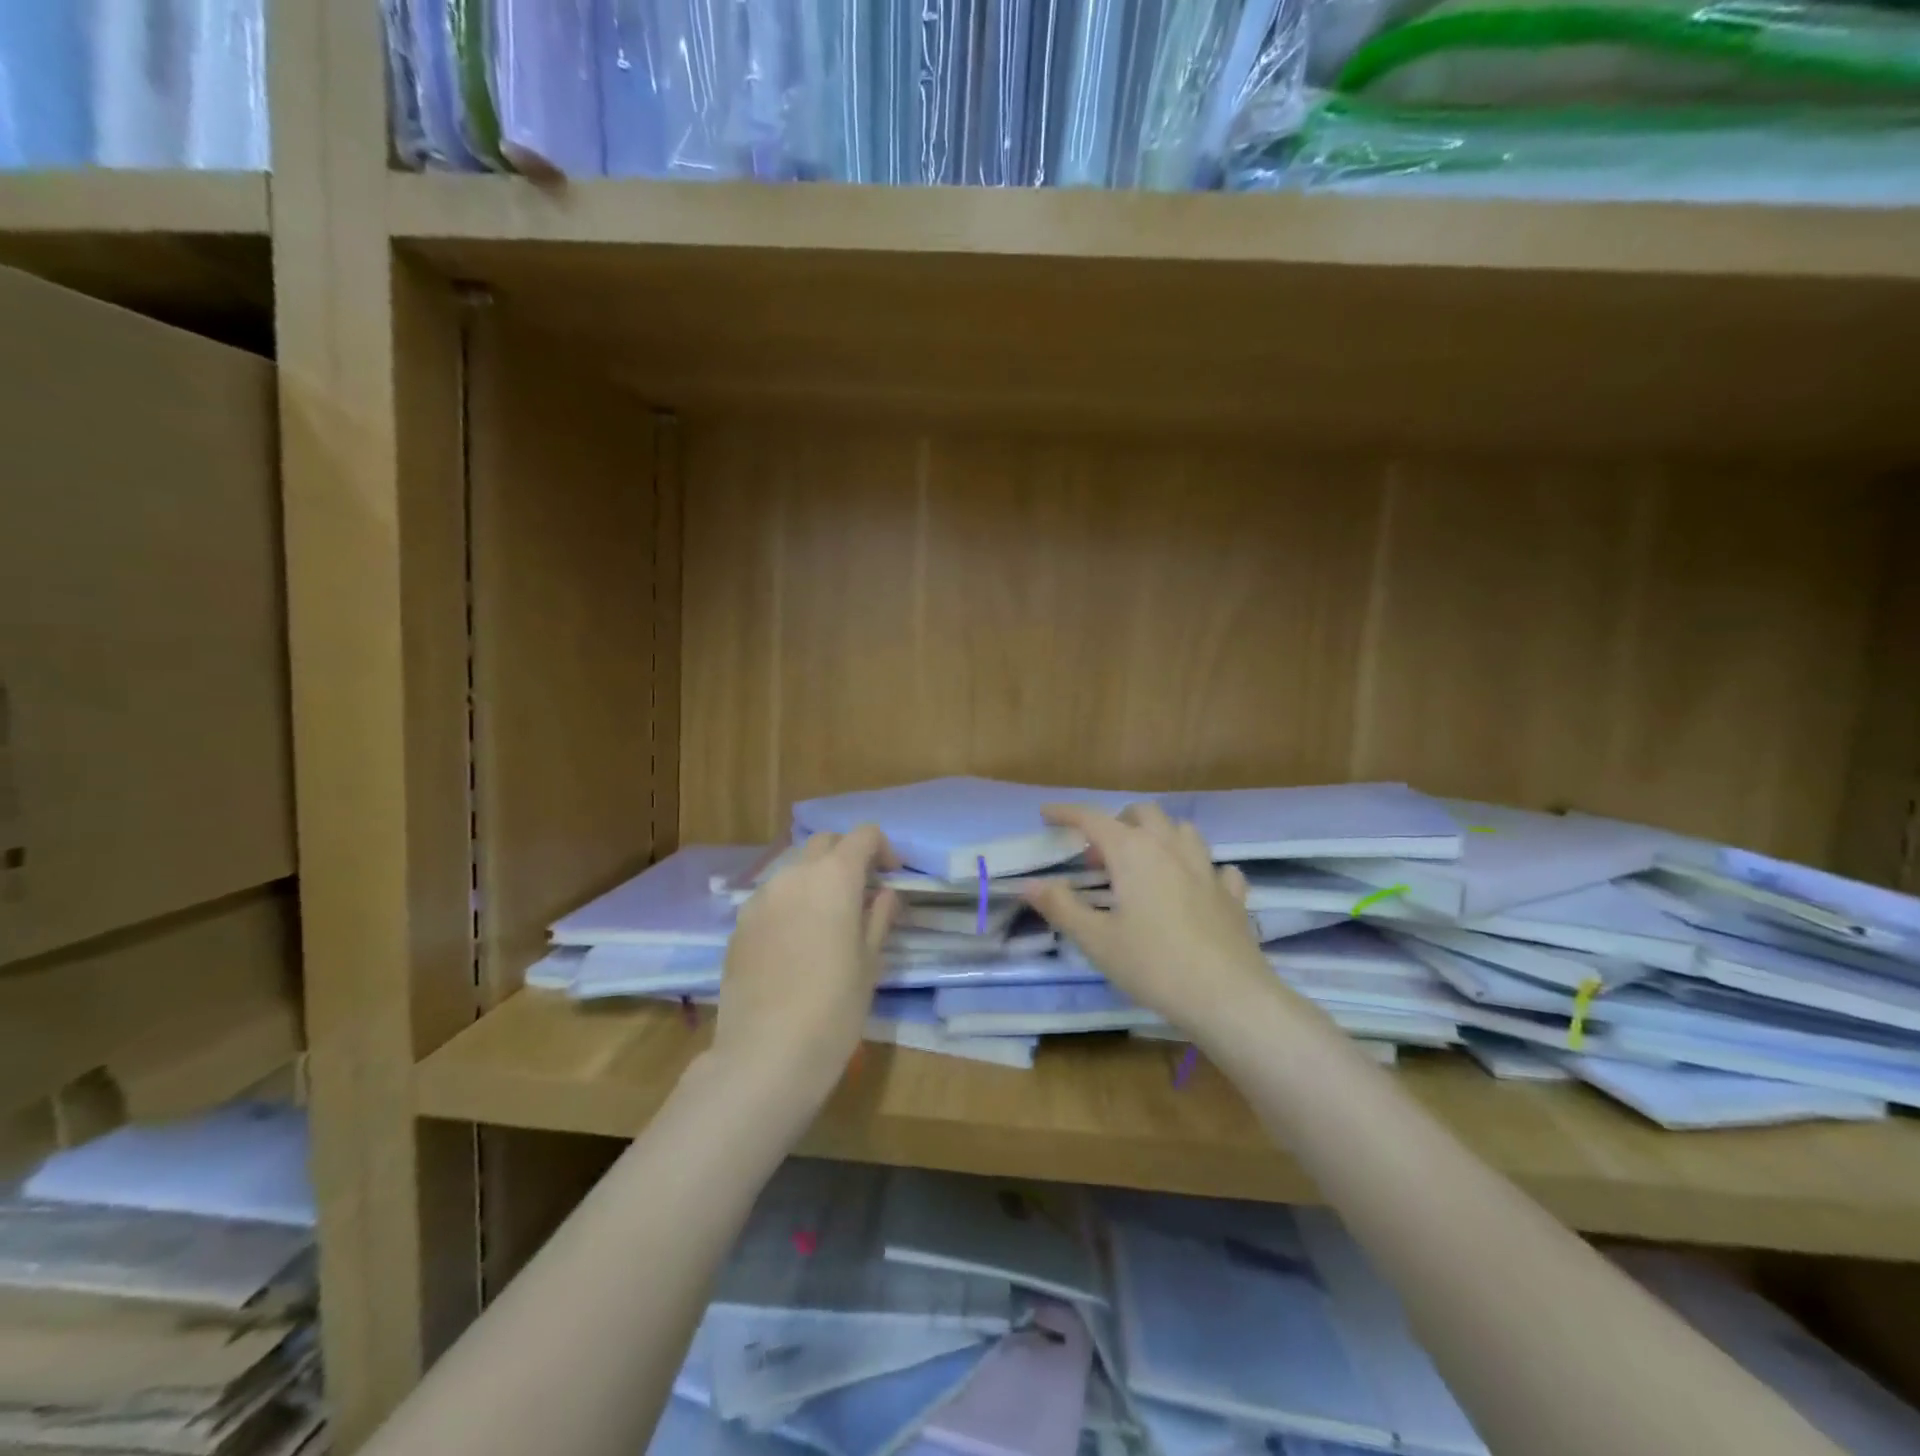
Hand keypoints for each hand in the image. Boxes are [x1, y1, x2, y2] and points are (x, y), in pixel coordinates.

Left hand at [707, 827, 898, 1115]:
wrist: (766, 1054)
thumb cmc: (834, 1007)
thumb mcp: (870, 962)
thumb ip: (879, 917)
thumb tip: (884, 894)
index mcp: (834, 877)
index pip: (863, 836)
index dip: (883, 848)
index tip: (893, 874)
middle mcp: (794, 875)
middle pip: (824, 843)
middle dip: (847, 855)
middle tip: (863, 890)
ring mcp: (761, 898)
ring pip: (794, 869)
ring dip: (816, 879)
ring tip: (829, 917)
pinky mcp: (739, 924)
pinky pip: (772, 898)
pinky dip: (791, 903)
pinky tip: (797, 942)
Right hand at [1023, 803, 1273, 1043]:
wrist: (1228, 996)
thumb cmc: (1153, 965)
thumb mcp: (1096, 940)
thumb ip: (1061, 907)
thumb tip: (1030, 884)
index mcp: (1133, 852)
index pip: (1093, 819)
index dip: (1067, 813)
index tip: (1047, 813)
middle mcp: (1170, 848)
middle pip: (1143, 814)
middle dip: (1117, 822)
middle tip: (1100, 856)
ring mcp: (1207, 868)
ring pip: (1182, 831)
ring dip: (1159, 837)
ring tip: (1144, 865)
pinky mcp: (1232, 894)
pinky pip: (1216, 867)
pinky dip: (1199, 870)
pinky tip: (1194, 889)